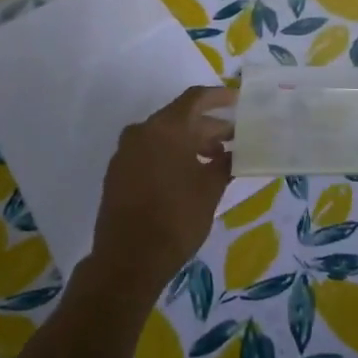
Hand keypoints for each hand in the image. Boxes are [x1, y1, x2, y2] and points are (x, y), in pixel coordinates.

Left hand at [89, 86, 235, 298]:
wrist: (128, 260)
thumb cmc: (176, 219)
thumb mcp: (210, 189)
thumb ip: (225, 163)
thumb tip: (236, 152)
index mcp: (165, 128)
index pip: (195, 98)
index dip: (219, 97)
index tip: (238, 101)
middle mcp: (142, 131)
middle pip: (180, 118)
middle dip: (209, 127)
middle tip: (235, 139)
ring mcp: (126, 152)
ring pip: (165, 136)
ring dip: (191, 143)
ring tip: (216, 160)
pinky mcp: (118, 172)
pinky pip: (150, 152)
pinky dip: (172, 155)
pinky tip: (189, 174)